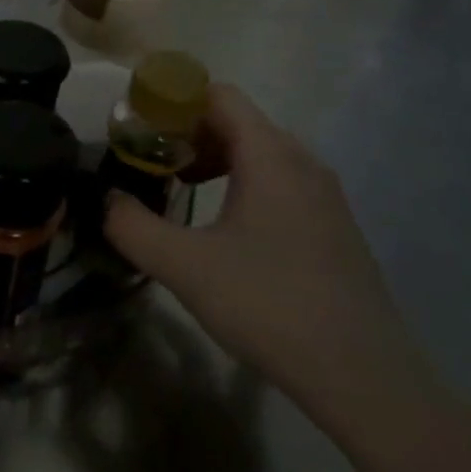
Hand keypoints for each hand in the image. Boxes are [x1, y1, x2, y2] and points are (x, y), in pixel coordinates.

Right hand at [104, 85, 440, 430]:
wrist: (363, 376)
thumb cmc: (269, 305)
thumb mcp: (184, 266)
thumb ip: (132, 226)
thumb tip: (106, 200)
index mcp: (270, 155)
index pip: (218, 94)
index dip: (173, 101)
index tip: (139, 130)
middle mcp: (302, 162)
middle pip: (238, 121)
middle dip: (188, 134)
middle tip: (152, 164)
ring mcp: (325, 195)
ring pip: (260, 153)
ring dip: (215, 160)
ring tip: (182, 192)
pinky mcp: (334, 227)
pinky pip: (281, 182)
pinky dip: (244, 184)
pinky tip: (225, 230)